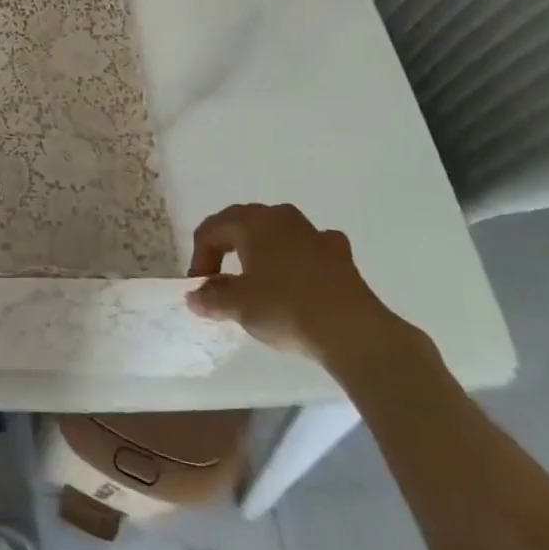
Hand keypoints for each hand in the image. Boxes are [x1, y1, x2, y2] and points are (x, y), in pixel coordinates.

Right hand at [186, 203, 408, 371]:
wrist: (353, 332)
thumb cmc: (286, 308)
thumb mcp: (238, 306)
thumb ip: (211, 297)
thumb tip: (195, 296)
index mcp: (252, 222)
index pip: (211, 231)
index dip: (199, 258)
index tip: (200, 289)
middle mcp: (280, 217)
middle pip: (241, 223)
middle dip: (225, 247)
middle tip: (219, 277)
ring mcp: (313, 233)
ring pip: (276, 231)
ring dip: (260, 248)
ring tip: (256, 274)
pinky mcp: (340, 255)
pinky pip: (308, 246)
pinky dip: (297, 256)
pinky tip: (298, 274)